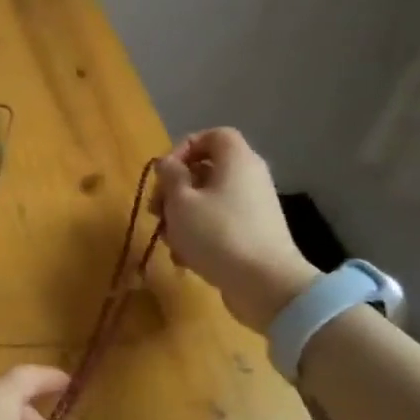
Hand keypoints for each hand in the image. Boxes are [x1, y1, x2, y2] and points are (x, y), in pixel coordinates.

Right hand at [155, 128, 317, 331]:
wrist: (264, 283)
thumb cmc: (217, 234)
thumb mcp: (181, 201)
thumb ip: (170, 176)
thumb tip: (167, 164)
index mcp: (236, 161)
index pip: (212, 136)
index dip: (184, 148)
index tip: (164, 174)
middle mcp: (249, 178)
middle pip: (205, 170)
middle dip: (174, 190)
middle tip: (155, 211)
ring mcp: (252, 208)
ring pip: (207, 200)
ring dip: (180, 217)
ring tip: (167, 240)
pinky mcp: (251, 234)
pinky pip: (218, 223)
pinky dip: (198, 235)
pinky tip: (184, 258)